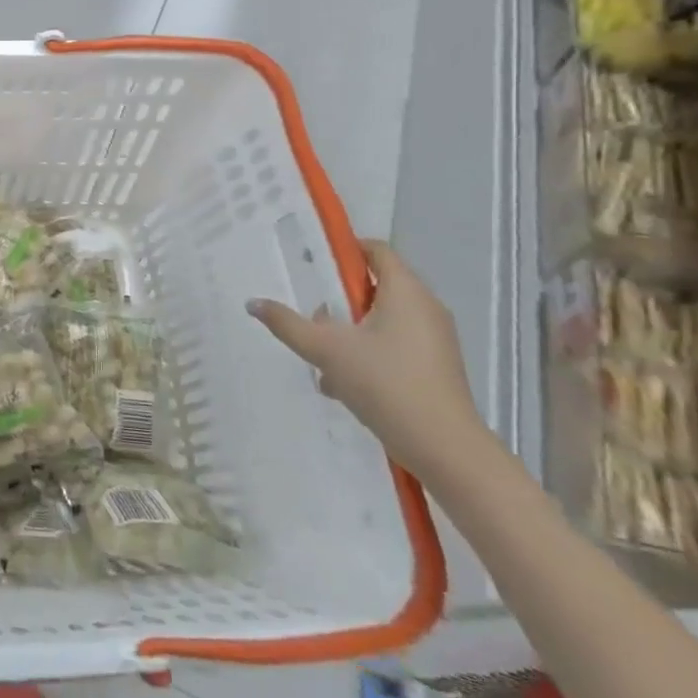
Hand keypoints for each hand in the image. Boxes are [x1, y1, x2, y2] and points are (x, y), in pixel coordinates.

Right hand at [247, 240, 485, 478]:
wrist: (444, 448)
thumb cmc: (385, 383)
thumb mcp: (326, 350)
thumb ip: (287, 323)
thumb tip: (253, 303)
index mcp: (405, 292)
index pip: (376, 250)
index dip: (345, 249)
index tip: (313, 262)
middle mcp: (426, 308)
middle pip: (377, 286)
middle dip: (340, 297)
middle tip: (310, 311)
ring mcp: (435, 340)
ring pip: (383, 319)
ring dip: (350, 330)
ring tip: (321, 352)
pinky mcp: (435, 367)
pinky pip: (394, 344)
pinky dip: (368, 352)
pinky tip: (342, 382)